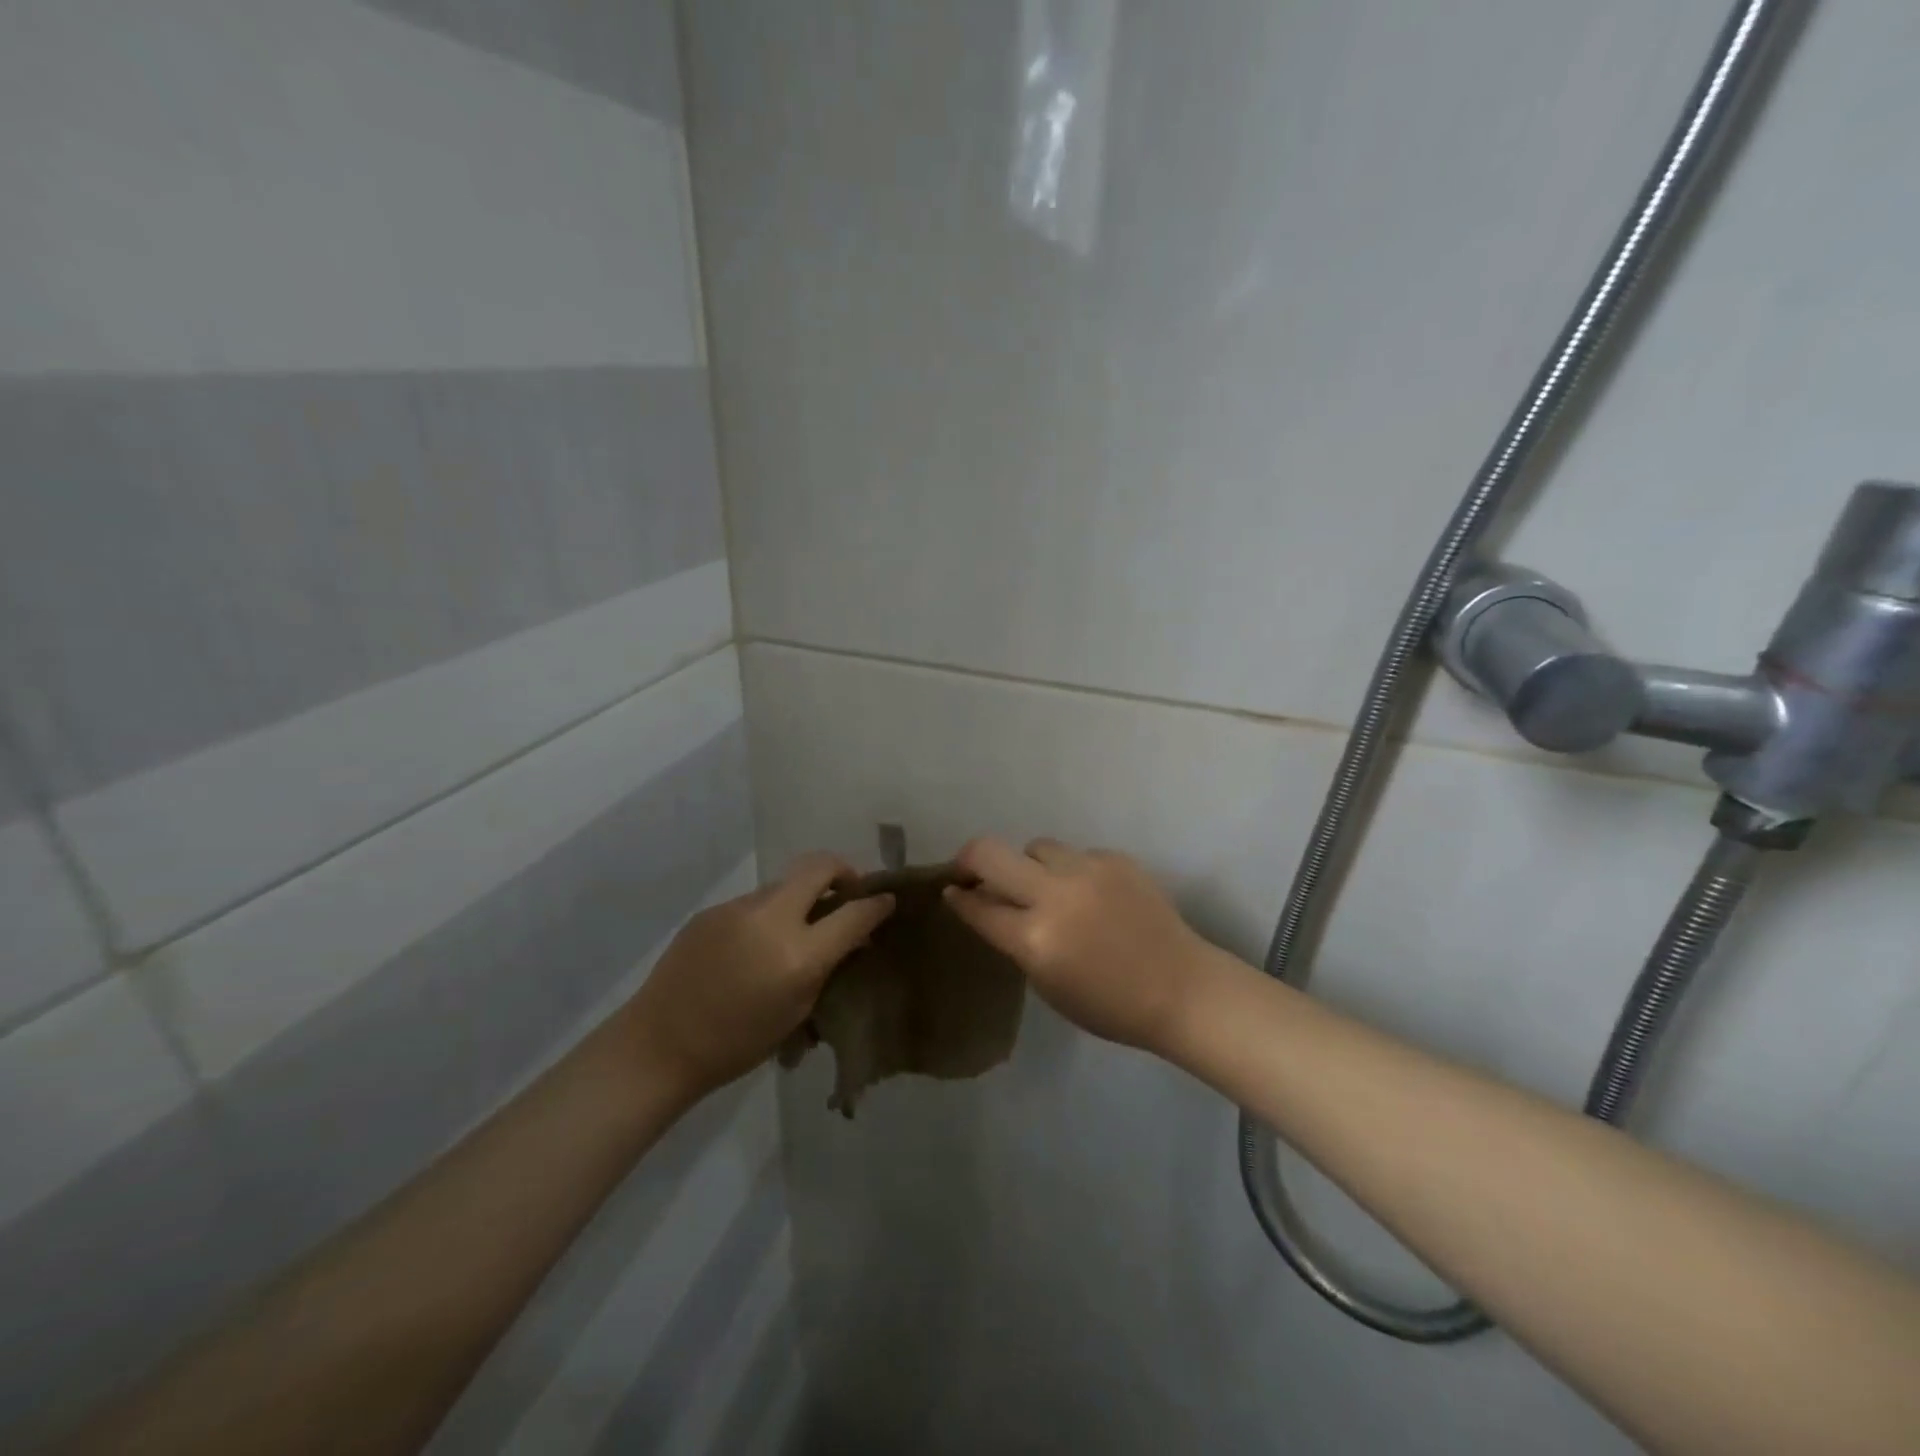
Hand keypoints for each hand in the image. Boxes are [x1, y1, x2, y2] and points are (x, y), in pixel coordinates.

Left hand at [623, 853, 894, 1097]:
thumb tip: (851, 937)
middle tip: (848, 892)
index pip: (854, 913)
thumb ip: (827, 967)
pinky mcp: (714, 909)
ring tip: (798, 929)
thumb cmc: (737, 1045)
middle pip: (819, 866)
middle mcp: (772, 919)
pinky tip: (756, 945)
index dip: (877, 904)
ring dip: (802, 898)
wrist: (660, 1045)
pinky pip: (755, 902)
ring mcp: (738, 908)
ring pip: (784, 884)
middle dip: (843, 871)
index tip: (887, 900)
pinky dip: (769, 914)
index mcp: (798, 955)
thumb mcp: (797, 1013)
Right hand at [944, 836, 1220, 1054]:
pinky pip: (1076, 855)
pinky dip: (1071, 872)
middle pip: (989, 852)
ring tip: (1045, 887)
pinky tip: (1090, 895)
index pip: (977, 905)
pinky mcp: (1115, 858)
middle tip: (974, 872)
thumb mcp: (1047, 985)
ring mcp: (1087, 870)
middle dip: (970, 859)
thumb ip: (1015, 942)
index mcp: (1035, 939)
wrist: (1181, 988)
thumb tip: (989, 907)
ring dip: (1029, 865)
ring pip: (1036, 847)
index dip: (958, 897)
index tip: (951, 890)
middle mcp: (1055, 895)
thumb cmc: (1109, 1005)